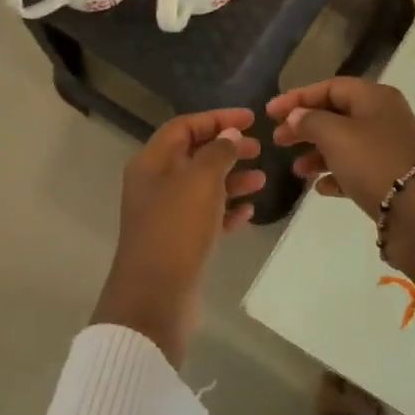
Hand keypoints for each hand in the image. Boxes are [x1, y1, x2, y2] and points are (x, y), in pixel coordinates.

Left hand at [91, 108, 265, 365]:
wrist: (156, 296)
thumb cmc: (176, 230)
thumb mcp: (200, 182)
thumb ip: (218, 153)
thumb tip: (230, 135)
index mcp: (152, 164)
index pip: (184, 127)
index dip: (217, 119)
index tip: (251, 119)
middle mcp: (156, 185)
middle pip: (194, 156)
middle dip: (227, 150)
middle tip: (259, 149)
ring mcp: (167, 216)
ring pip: (203, 188)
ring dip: (232, 180)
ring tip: (262, 181)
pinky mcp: (179, 242)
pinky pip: (206, 218)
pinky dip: (227, 211)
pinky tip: (248, 212)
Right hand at [266, 78, 414, 217]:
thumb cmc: (373, 162)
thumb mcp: (335, 135)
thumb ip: (310, 121)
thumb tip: (297, 116)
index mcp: (375, 98)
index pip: (331, 87)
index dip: (298, 97)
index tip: (270, 112)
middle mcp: (384, 118)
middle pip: (337, 115)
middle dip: (305, 127)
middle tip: (278, 141)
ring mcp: (389, 148)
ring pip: (345, 144)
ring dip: (318, 154)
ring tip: (297, 170)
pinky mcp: (390, 177)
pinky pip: (356, 170)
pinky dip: (336, 175)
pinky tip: (320, 188)